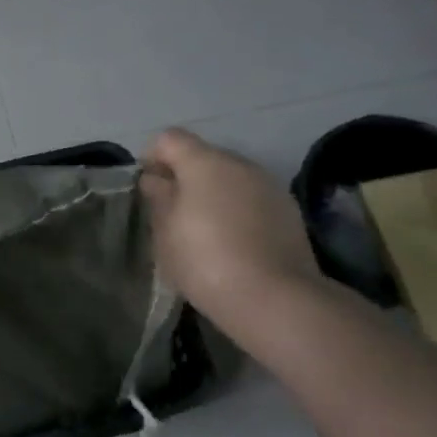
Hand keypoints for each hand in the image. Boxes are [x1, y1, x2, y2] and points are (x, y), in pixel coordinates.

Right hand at [139, 128, 319, 339]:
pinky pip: (252, 199)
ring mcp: (269, 185)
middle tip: (172, 215)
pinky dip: (238, 211)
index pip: (169, 139)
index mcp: (204, 162)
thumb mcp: (165, 232)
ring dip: (214, 195)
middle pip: (203, 157)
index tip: (148, 190)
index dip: (152, 158)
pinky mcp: (289, 211)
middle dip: (185, 178)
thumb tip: (155, 179)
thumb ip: (158, 198)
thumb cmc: (204, 260)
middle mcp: (240, 163)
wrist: (273, 298)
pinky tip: (234, 244)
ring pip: (230, 179)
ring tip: (205, 232)